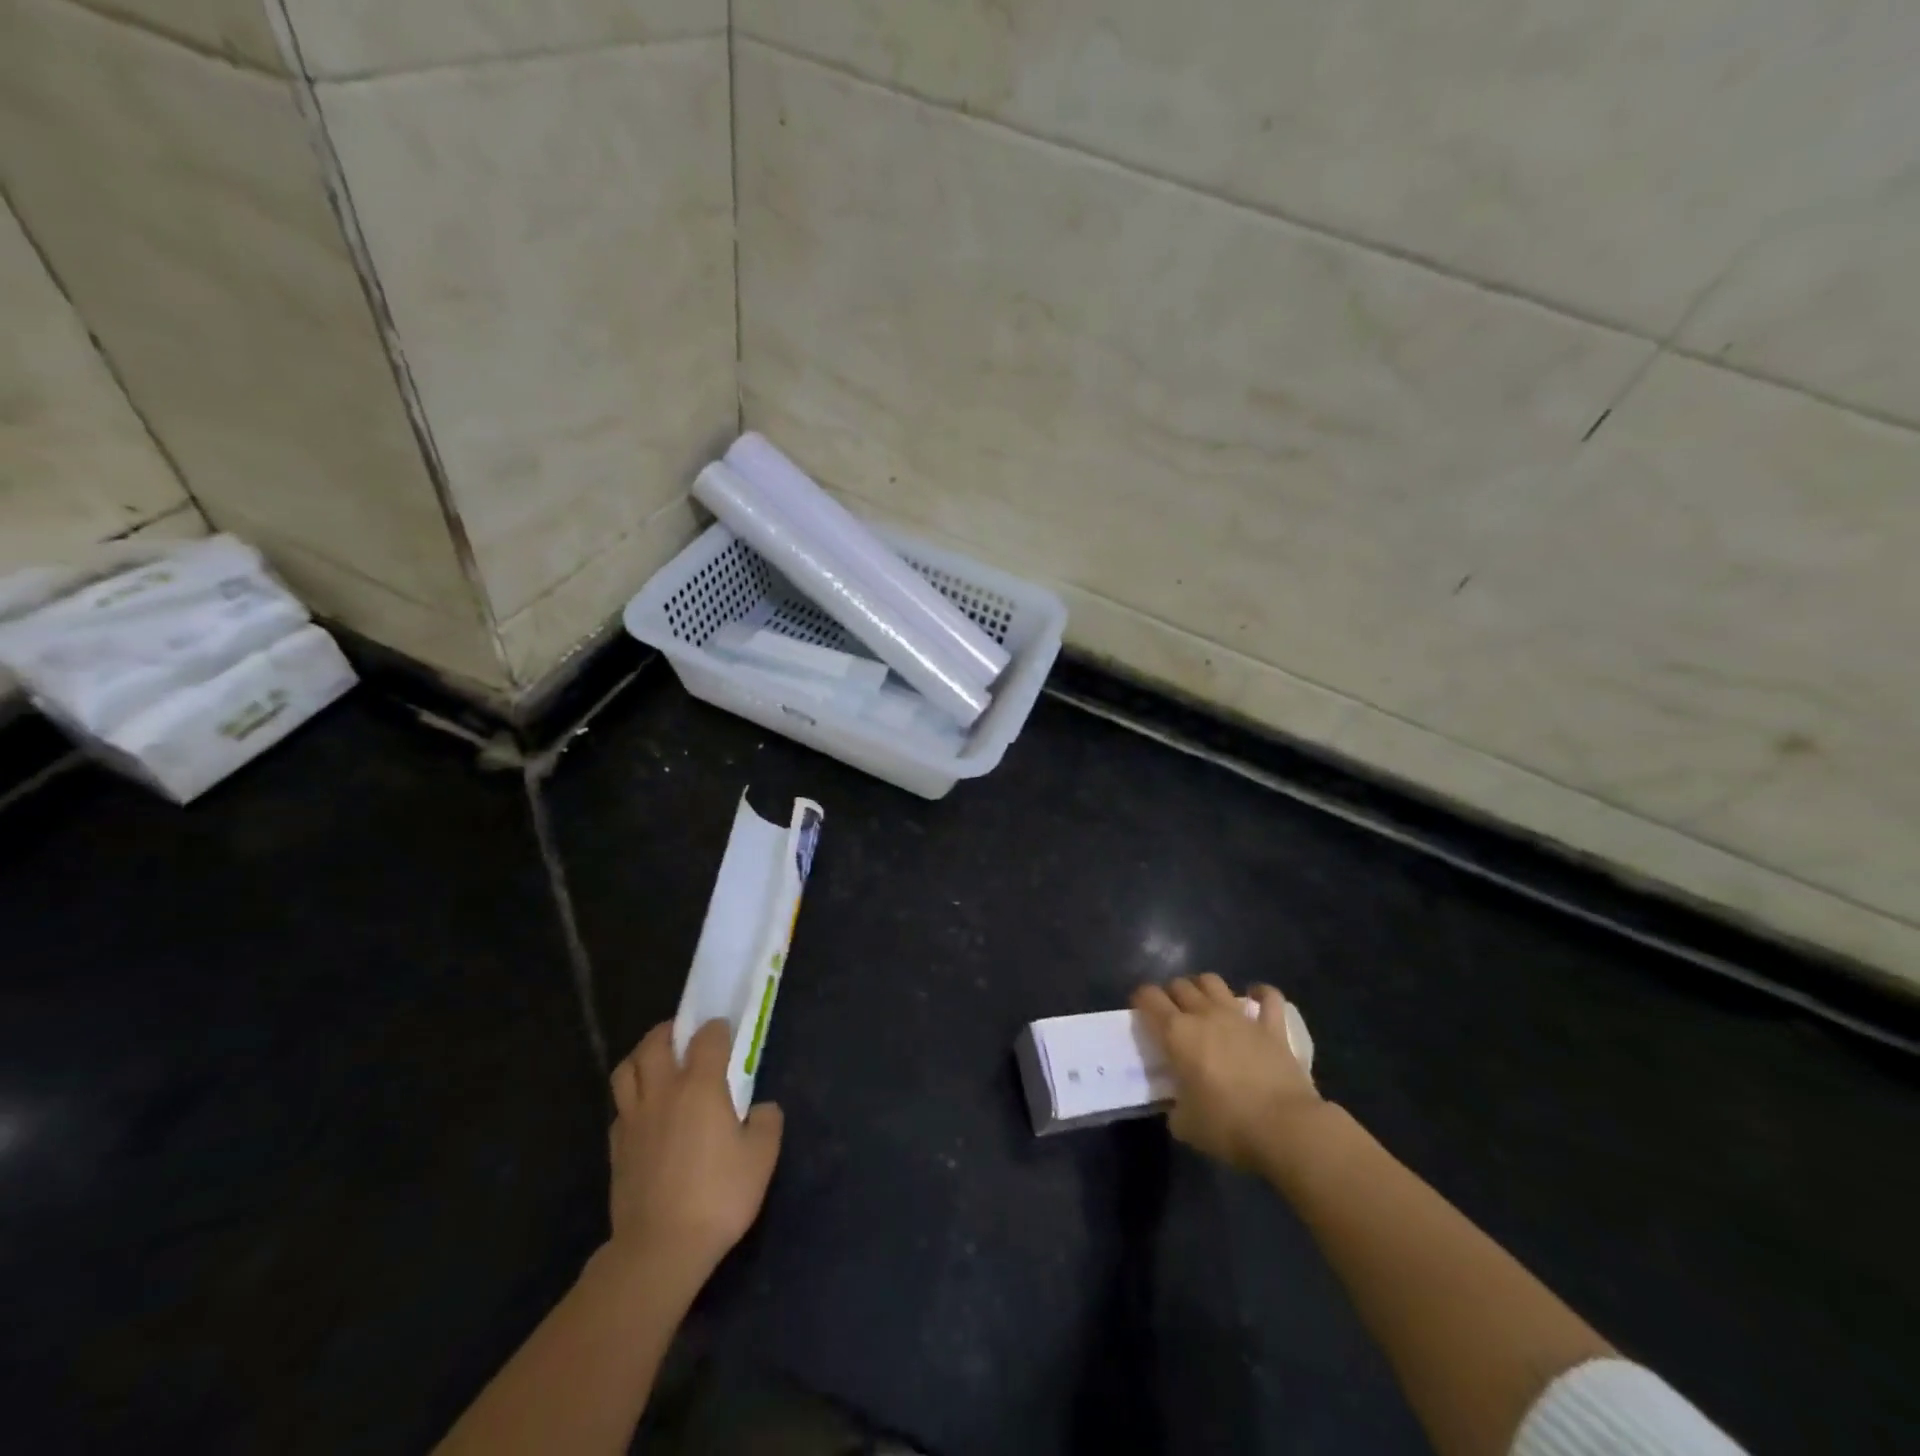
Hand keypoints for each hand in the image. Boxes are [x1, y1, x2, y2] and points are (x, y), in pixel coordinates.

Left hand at [607, 1020, 783, 1280]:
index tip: (726, 1032)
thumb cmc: (718, 1196)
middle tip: (683, 1036)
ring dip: (641, 1057)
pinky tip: (646, 1112)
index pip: (707, 1038)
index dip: (717, 1029)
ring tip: (657, 1063)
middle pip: (654, 1043)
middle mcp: (663, 1092)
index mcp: (700, 1086)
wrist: (660, 1249)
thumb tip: (761, 1109)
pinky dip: (632, 1097)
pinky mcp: (616, 1147)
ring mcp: (634, 1118)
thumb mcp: (762, 1157)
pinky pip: (620, 1106)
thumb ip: (767, 1122)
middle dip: (669, 1031)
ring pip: (626, 1069)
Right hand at [1132, 974, 1321, 1172]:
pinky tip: (1256, 998)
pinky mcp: (1272, 1027)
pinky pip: (1269, 997)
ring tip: (1204, 1002)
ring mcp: (1240, 1016)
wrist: (1286, 1128)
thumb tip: (1179, 1103)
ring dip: (1203, 986)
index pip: (1148, 997)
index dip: (1141, 999)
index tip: (1141, 1011)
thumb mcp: (1186, 1124)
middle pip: (1180, 985)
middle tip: (1172, 1014)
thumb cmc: (1228, 1126)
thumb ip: (1176, 1106)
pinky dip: (1261, 994)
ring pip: (1213, 981)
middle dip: (1171, 994)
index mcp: (1177, 1033)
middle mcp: (1204, 1014)